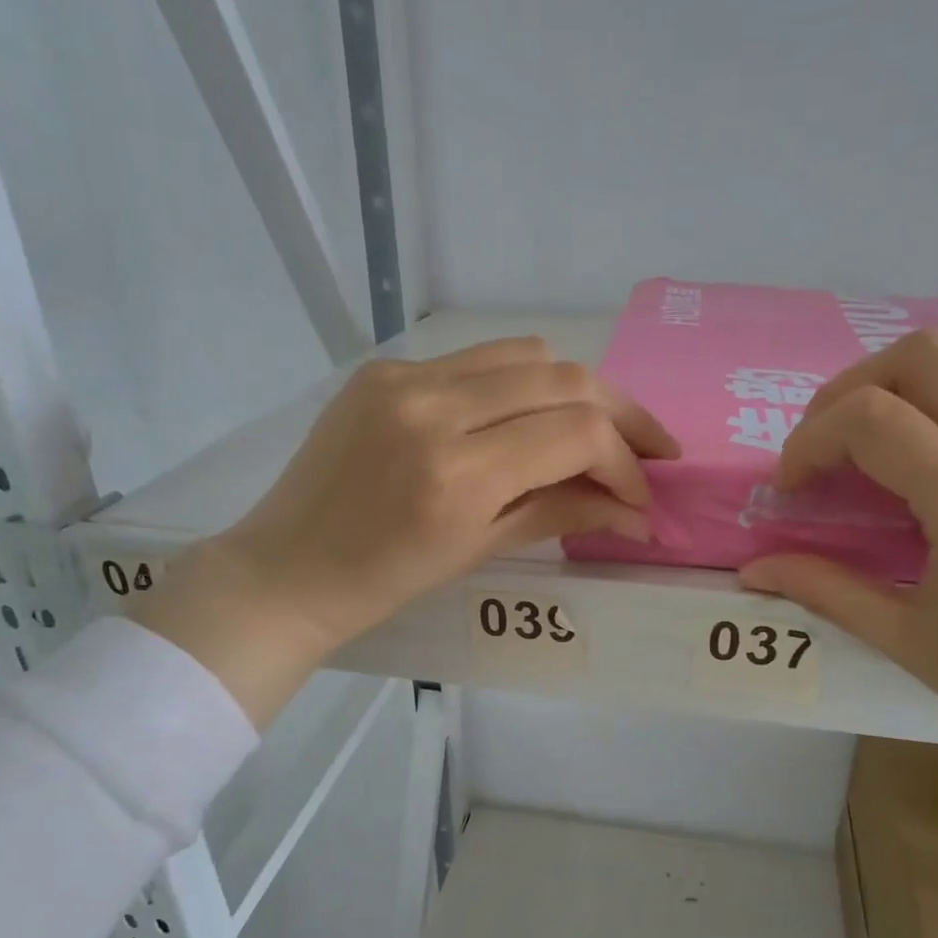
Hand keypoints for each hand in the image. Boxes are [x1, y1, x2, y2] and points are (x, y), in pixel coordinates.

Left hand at [135, 338, 678, 724]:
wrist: (287, 568)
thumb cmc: (384, 582)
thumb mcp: (480, 550)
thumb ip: (563, 513)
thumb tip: (636, 510)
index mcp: (458, 473)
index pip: (578, 433)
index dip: (626, 461)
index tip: (641, 493)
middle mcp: (435, 409)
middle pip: (564, 378)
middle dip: (622, 413)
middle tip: (650, 446)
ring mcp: (405, 379)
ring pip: (526, 354)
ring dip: (574, 390)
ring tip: (593, 430)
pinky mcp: (385, 369)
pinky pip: (475, 360)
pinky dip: (517, 385)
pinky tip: (522, 419)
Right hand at [740, 331, 937, 774]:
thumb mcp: (906, 640)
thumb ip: (823, 588)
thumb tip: (752, 569)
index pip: (874, 420)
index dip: (811, 439)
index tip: (793, 486)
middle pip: (926, 357)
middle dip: (851, 388)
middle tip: (826, 442)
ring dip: (904, 379)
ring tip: (873, 434)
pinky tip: (936, 448)